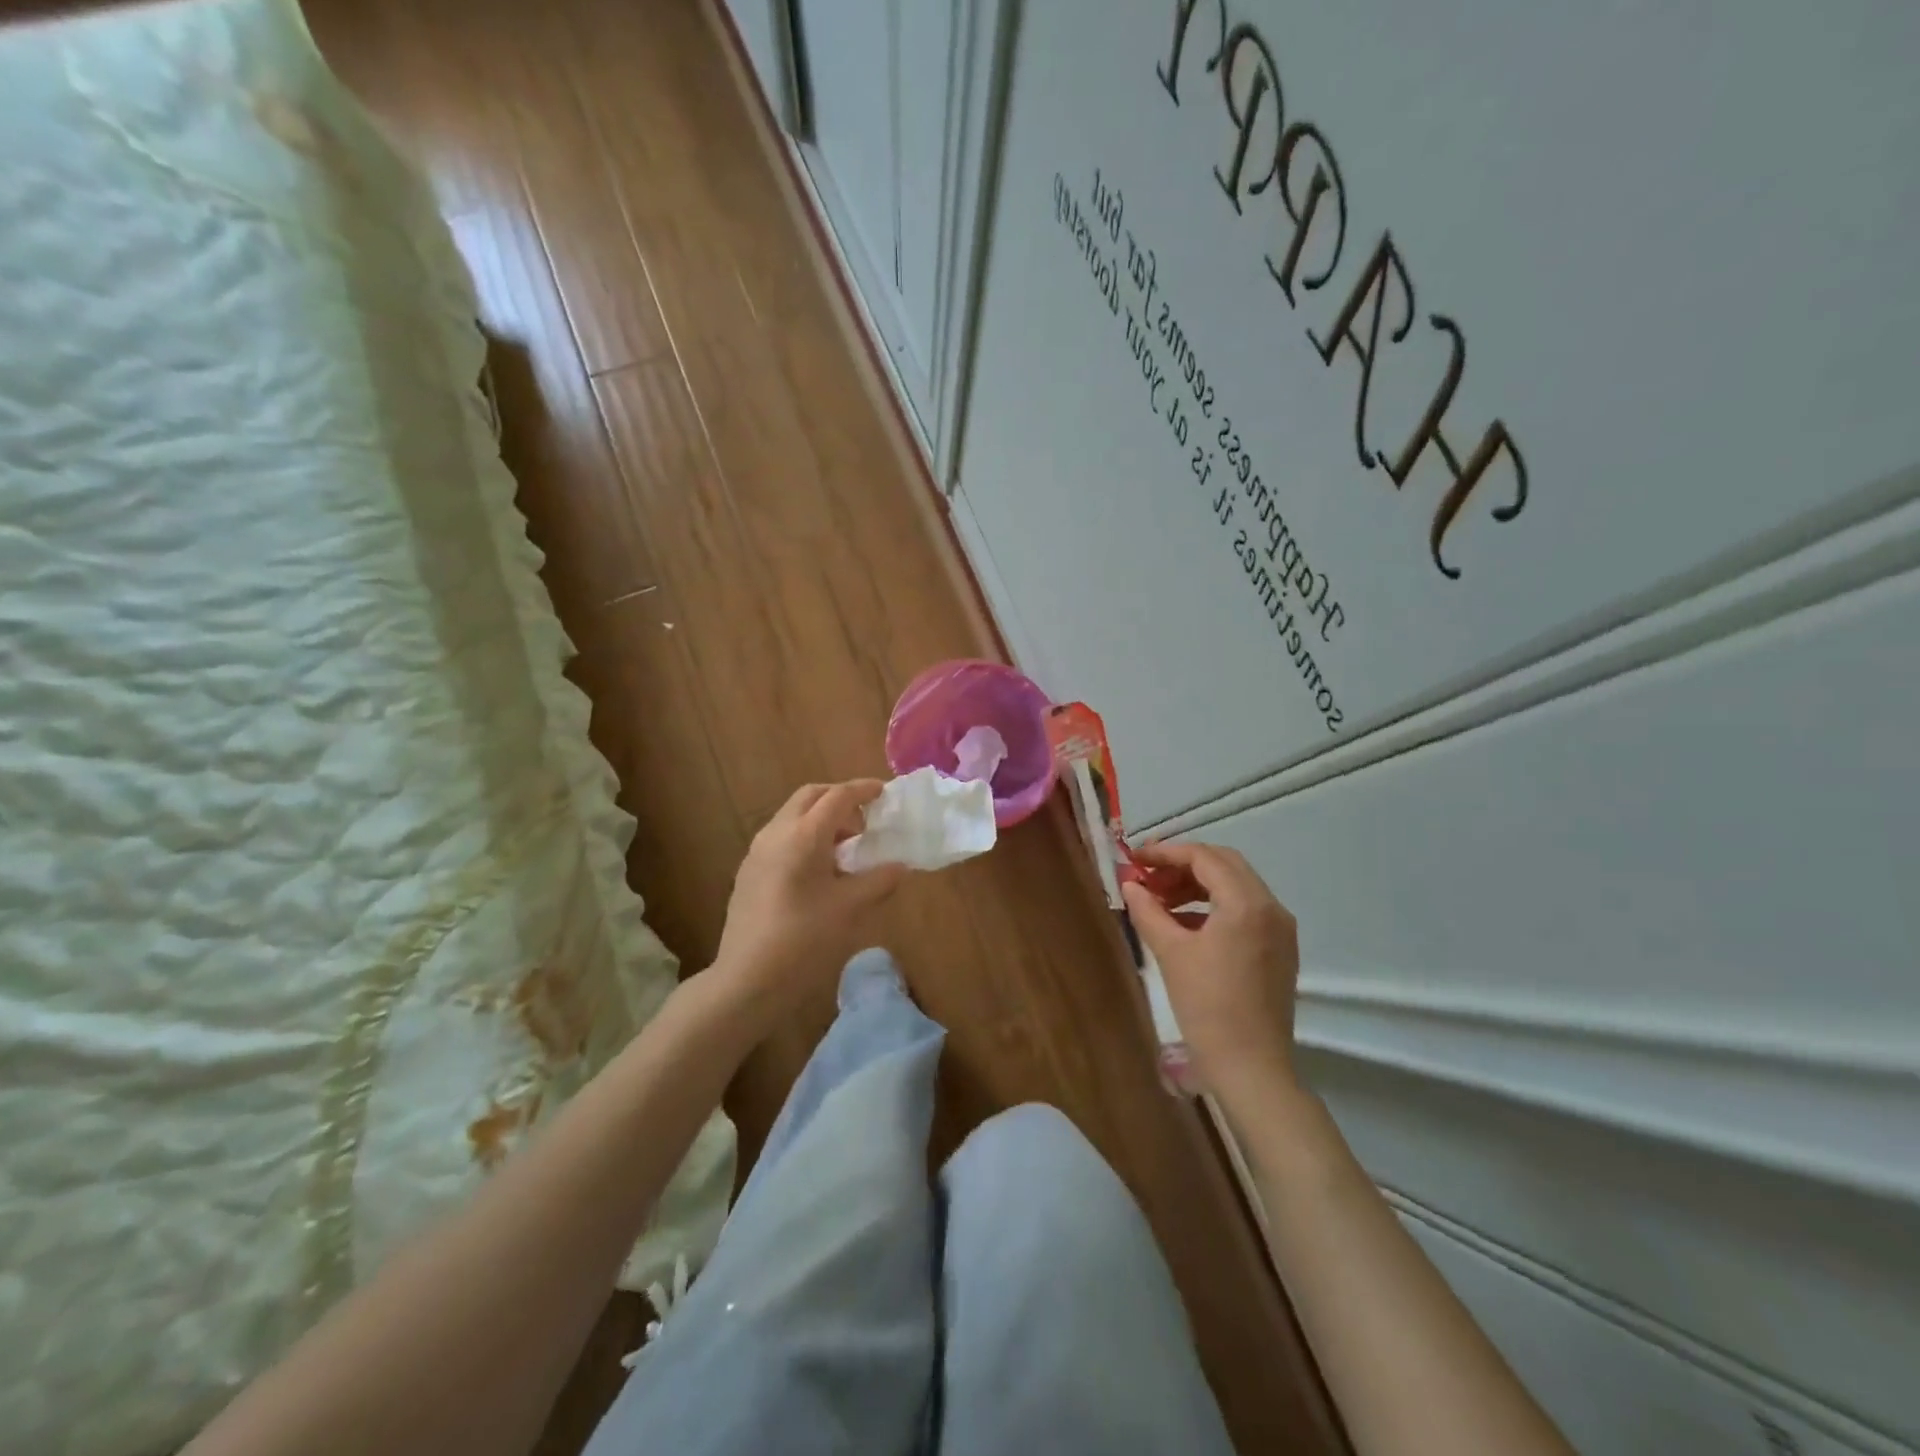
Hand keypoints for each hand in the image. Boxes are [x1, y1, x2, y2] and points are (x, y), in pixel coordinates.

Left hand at [711, 780, 907, 1025]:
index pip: (837, 796)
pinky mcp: (749, 872)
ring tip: (847, 847)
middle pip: (810, 797)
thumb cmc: (803, 940)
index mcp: (802, 835)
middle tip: (865, 820)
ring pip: (793, 816)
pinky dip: (805, 837)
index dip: (863, 790)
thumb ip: (878, 880)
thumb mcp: (849, 909)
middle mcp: (776, 833)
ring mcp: (757, 852)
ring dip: (821, 819)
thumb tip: (900, 866)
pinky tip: (820, 870)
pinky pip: (781, 837)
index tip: (884, 792)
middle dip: (840, 799)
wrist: (746, 980)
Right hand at [1121, 841, 1300, 1105]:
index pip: (1204, 857)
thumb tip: (1130, 884)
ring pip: (1236, 886)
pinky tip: (1184, 923)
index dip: (1166, 853)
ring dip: (1198, 884)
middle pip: (1224, 864)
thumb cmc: (1207, 1007)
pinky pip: (1246, 909)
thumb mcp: (1170, 953)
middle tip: (1147, 876)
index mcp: (1246, 903)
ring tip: (1160, 900)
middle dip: (1183, 865)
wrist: (1251, 1067)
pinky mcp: (1280, 948)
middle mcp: (1271, 907)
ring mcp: (1280, 928)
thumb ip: (1148, 911)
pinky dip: (1214, 906)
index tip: (1134, 858)